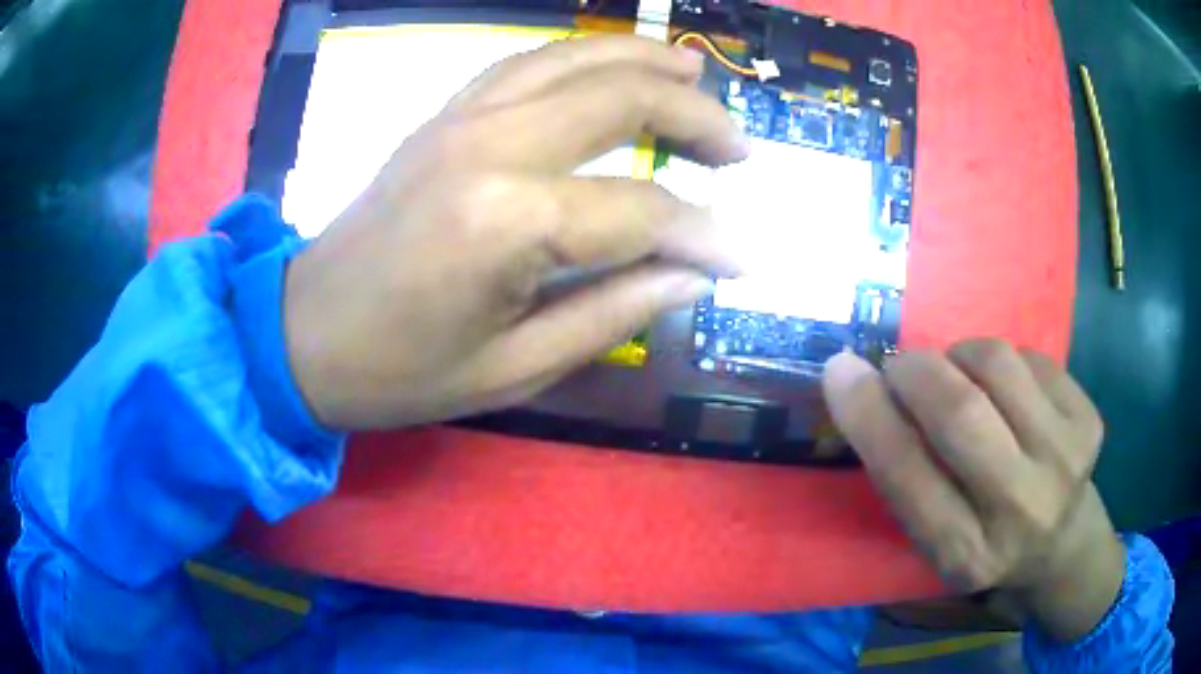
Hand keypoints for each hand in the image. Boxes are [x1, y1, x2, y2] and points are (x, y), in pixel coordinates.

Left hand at [283, 36, 747, 429]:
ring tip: (695, 72)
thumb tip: (694, 275)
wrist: (304, 333)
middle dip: (695, 117)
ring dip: (644, 60)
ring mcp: (460, 119)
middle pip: (620, 98)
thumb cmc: (400, 370)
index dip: (704, 235)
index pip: (643, 210)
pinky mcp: (442, 117)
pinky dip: (579, 57)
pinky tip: (610, 66)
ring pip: (574, 59)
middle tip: (738, 150)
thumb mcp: (513, 370)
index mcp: (507, 221)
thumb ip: (615, 312)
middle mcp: (490, 145)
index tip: (742, 259)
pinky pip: (523, 63)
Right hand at [823, 339, 1124, 641]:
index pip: (908, 476)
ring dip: (961, 357)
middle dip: (916, 371)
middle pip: (960, 412)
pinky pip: (1030, 356)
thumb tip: (865, 387)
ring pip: (997, 363)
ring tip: (960, 378)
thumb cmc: (984, 544)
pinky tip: (1005, 392)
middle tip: (901, 366)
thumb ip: (906, 478)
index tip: (841, 370)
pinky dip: (1003, 363)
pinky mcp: (1089, 422)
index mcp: (966, 554)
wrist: (1062, 546)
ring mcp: (1064, 460)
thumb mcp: (935, 539)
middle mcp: (1020, 510)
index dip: (869, 415)